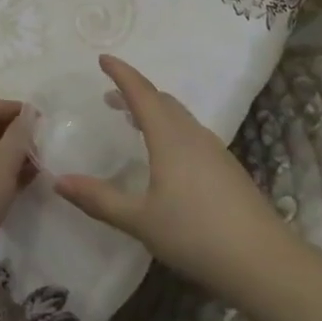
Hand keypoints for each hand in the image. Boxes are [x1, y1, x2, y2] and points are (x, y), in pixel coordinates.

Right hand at [52, 56, 282, 293]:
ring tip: (133, 121)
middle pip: (163, 101)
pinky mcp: (227, 170)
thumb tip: (58, 181)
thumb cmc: (195, 234)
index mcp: (170, 138)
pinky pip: (192, 135)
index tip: (103, 59)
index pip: (142, 93)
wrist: (263, 261)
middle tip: (111, 95)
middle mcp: (194, 135)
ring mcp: (215, 151)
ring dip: (155, 111)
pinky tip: (166, 156)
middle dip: (136, 93)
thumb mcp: (139, 220)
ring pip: (180, 118)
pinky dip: (170, 130)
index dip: (121, 74)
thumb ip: (99, 199)